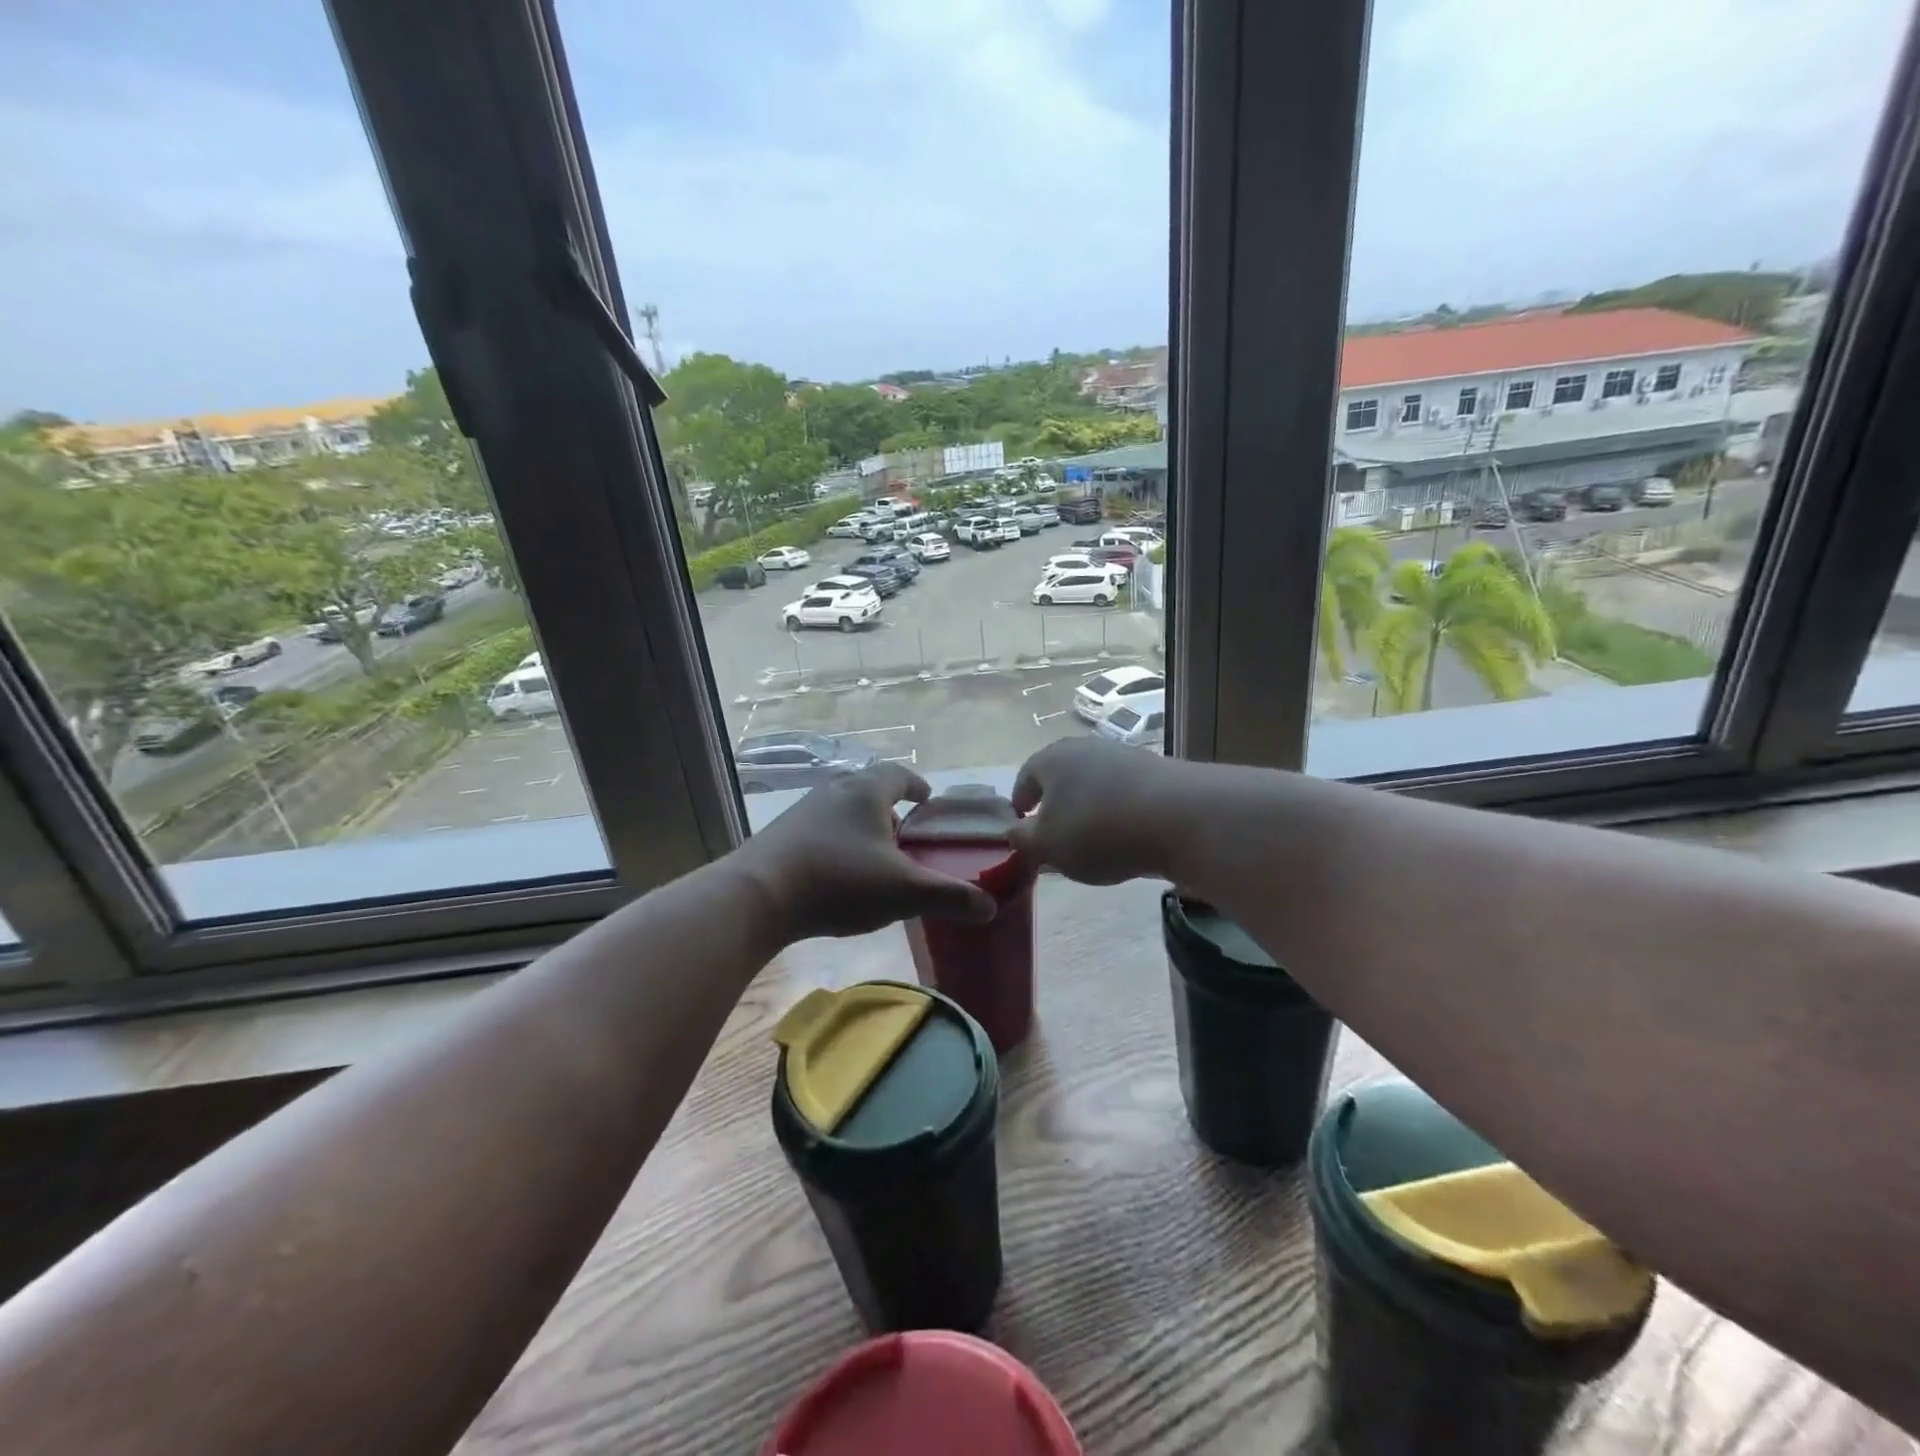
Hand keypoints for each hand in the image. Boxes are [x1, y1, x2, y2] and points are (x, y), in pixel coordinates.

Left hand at [736, 763, 997, 942]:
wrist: (757, 896)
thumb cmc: (839, 881)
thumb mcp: (902, 892)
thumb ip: (949, 897)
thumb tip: (990, 907)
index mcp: (865, 791)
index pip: (898, 774)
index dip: (916, 785)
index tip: (928, 799)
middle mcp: (833, 790)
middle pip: (868, 790)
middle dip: (890, 809)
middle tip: (907, 835)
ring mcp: (802, 811)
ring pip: (842, 810)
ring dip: (861, 827)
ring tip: (875, 858)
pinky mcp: (780, 835)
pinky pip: (819, 830)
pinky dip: (836, 843)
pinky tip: (838, 874)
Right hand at [1009, 738, 1186, 884]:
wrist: (1180, 817)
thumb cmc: (1097, 829)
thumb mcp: (1048, 845)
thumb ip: (1024, 840)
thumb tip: (1014, 832)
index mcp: (1051, 759)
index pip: (1026, 776)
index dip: (1019, 800)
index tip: (1019, 821)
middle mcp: (1086, 748)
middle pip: (1062, 775)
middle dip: (1055, 802)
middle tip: (1053, 831)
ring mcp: (1125, 757)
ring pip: (1095, 783)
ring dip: (1088, 806)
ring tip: (1091, 839)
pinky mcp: (1158, 773)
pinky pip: (1126, 794)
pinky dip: (1118, 812)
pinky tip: (1125, 837)